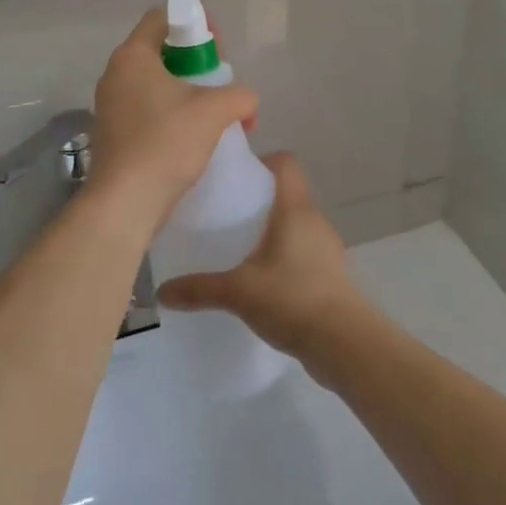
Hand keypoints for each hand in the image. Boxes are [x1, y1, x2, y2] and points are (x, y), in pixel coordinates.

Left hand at [90, 11, 256, 217]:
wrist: (125, 202)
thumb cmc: (166, 144)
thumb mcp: (215, 111)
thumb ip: (240, 95)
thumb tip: (247, 102)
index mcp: (133, 56)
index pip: (162, 17)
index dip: (195, 23)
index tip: (218, 47)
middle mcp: (115, 74)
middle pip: (161, 50)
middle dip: (196, 63)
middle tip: (221, 83)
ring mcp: (110, 105)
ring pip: (155, 83)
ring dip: (187, 92)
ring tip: (213, 113)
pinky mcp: (113, 132)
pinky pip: (147, 109)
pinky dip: (172, 114)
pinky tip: (194, 137)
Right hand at [156, 153, 369, 368]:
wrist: (344, 342)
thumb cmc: (291, 298)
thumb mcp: (238, 292)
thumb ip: (199, 289)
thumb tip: (161, 292)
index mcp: (295, 209)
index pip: (285, 163)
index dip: (262, 161)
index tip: (235, 178)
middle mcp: (314, 219)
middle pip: (288, 193)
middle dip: (259, 199)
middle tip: (226, 215)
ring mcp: (326, 246)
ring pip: (296, 223)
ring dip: (273, 229)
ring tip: (241, 248)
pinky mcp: (331, 272)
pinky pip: (304, 250)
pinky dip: (285, 255)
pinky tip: (263, 279)